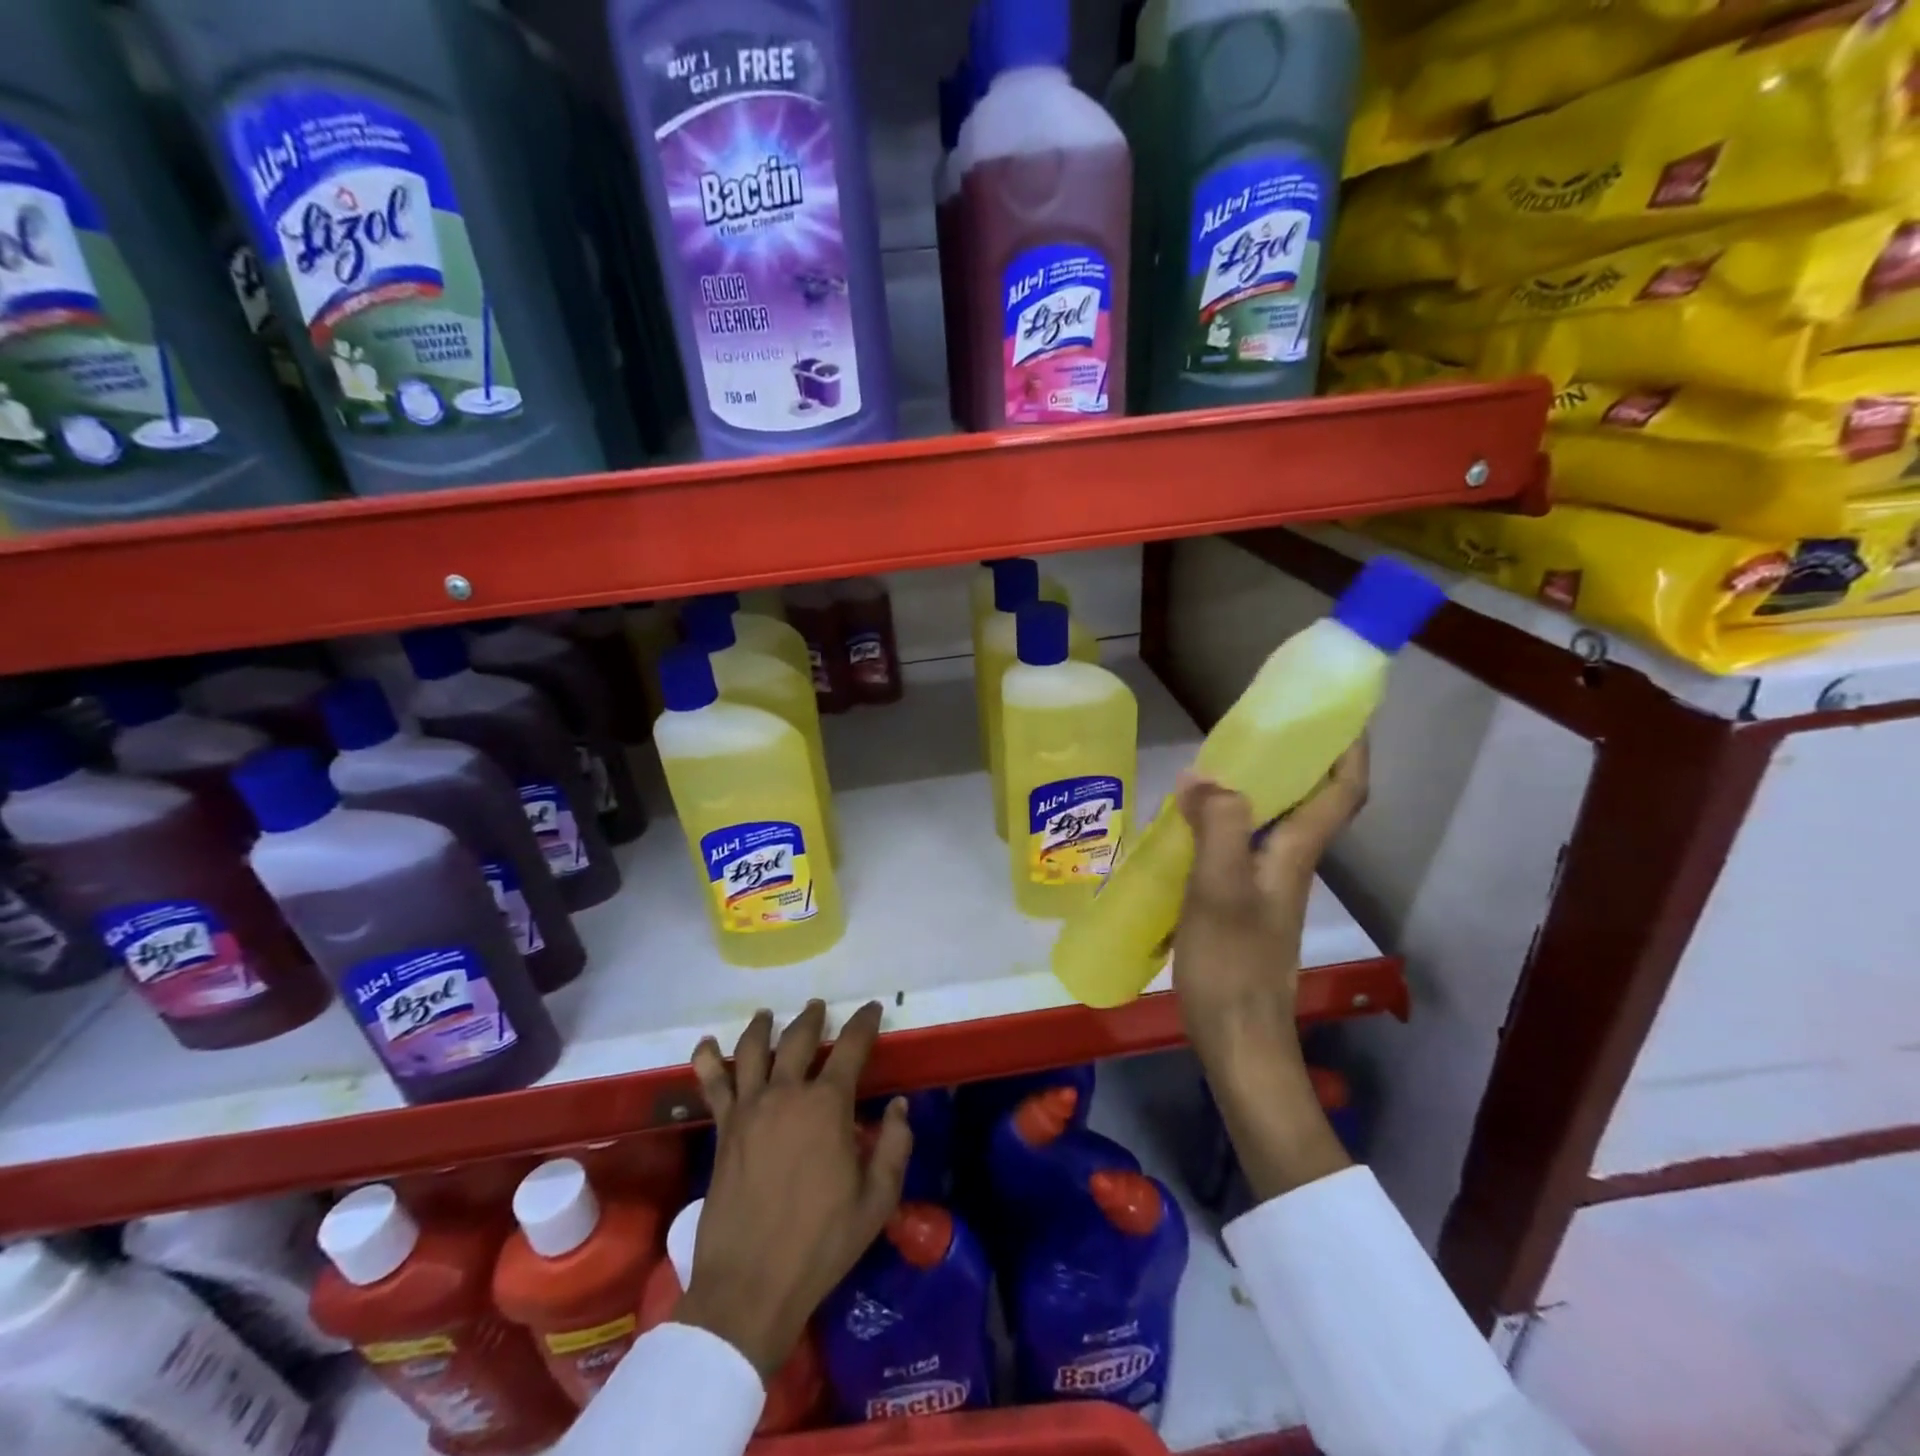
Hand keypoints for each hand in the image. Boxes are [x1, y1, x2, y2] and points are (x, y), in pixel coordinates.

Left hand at [681, 1000, 910, 1377]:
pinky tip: (706, 1044)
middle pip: (799, 1038)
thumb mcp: (876, 1201)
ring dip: (762, 1026)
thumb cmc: (821, 1244)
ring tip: (766, 1014)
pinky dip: (707, 1059)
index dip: (864, 1023)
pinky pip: (712, 1084)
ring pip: (753, 1050)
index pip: (851, 1047)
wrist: (750, 1285)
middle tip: (818, 1007)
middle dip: (813, 1018)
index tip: (873, 1009)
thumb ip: (893, 1146)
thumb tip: (898, 1106)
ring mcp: (749, 1108)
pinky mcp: (723, 1129)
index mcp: (828, 1105)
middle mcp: (787, 1093)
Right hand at [1173, 739, 1369, 1043]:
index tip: (1339, 711)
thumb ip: (1217, 827)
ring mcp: (1266, 885)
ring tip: (1213, 764)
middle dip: (1296, 756)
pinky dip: (1223, 821)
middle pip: (1309, 800)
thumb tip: (1204, 776)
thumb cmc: (1232, 963)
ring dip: (1256, 787)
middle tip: (1258, 724)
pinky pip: (1240, 844)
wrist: (1236, 1037)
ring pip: (1271, 821)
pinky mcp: (1242, 903)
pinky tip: (1186, 824)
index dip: (1349, 749)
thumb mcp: (1220, 889)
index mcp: (1296, 853)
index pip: (1342, 791)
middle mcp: (1290, 863)